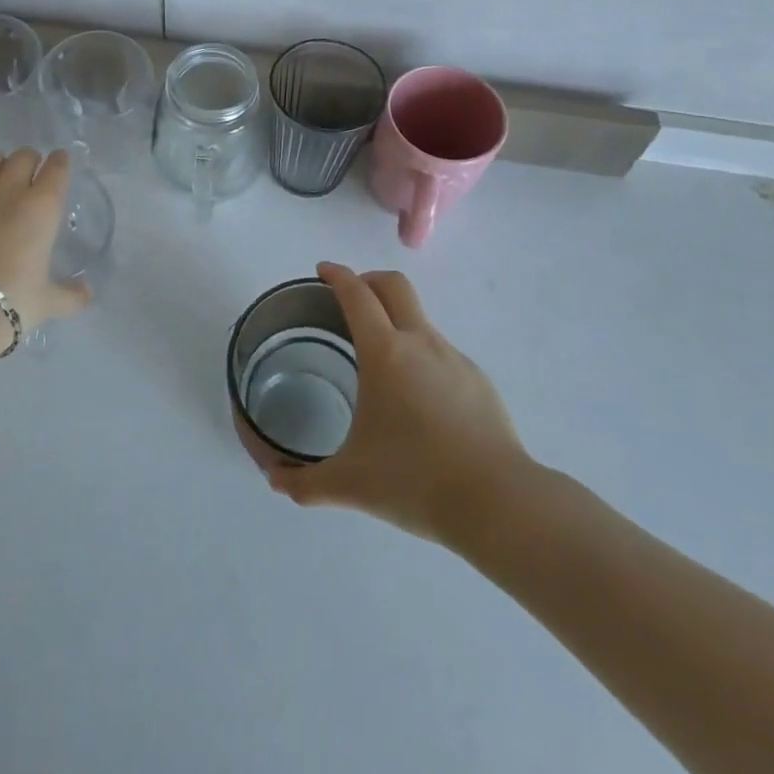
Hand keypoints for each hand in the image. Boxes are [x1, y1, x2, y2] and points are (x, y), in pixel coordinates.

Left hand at [0, 148, 91, 331]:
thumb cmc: (10, 301)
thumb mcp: (47, 302)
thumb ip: (71, 295)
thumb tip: (88, 293)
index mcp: (43, 206)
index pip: (58, 167)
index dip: (60, 162)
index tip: (60, 164)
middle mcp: (10, 188)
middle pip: (24, 156)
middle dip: (29, 162)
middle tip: (27, 177)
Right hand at [267, 262, 529, 545]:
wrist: (499, 502)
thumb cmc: (415, 481)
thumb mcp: (350, 484)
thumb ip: (305, 482)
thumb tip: (274, 481)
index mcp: (385, 353)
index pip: (357, 294)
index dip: (337, 275)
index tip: (323, 270)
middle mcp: (420, 342)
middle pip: (394, 285)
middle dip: (368, 280)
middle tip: (349, 299)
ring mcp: (454, 358)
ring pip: (419, 319)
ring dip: (395, 321)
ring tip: (380, 362)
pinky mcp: (478, 380)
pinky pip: (441, 353)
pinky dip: (421, 357)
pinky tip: (417, 401)